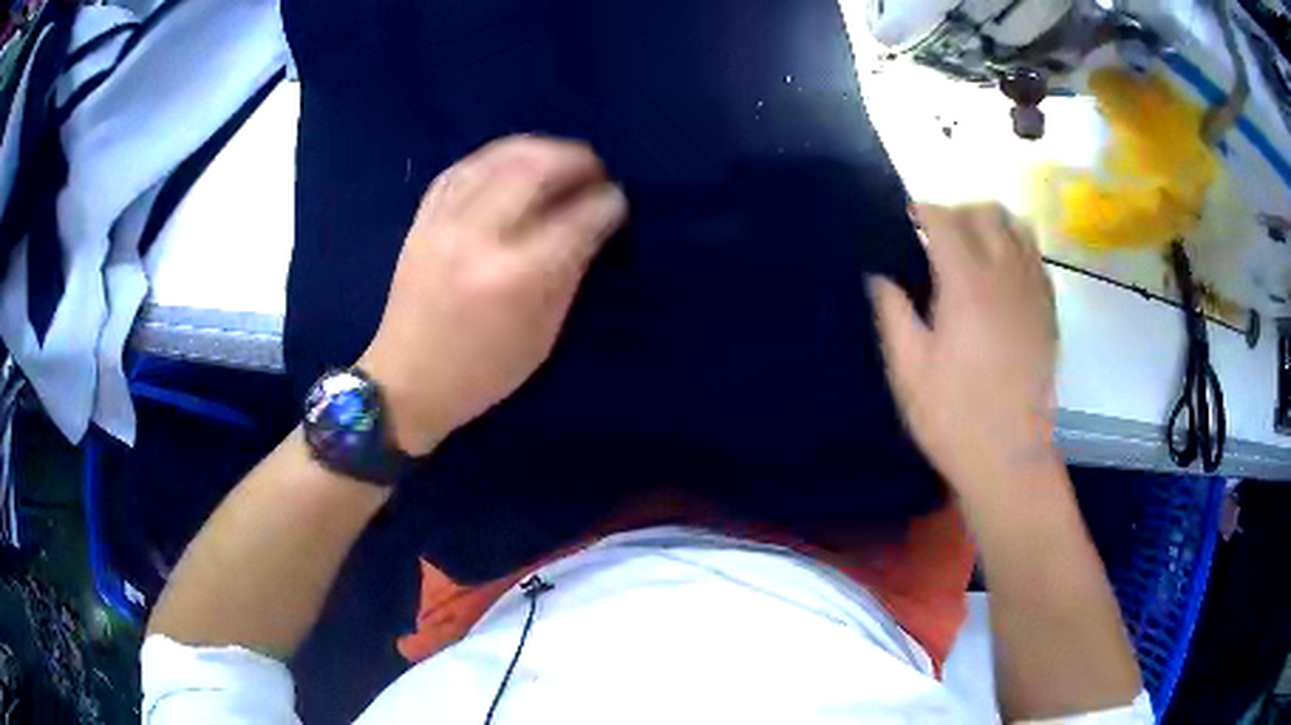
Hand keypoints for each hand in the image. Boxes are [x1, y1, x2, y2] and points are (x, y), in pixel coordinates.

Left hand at [360, 136, 626, 454]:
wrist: (407, 379)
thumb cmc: (482, 372)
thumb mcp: (542, 335)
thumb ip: (571, 272)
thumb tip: (594, 224)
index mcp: (517, 276)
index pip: (578, 218)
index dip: (607, 203)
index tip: (618, 200)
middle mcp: (480, 236)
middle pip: (538, 168)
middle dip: (577, 160)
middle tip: (594, 171)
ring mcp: (445, 221)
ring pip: (499, 157)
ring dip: (539, 148)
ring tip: (559, 159)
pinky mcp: (423, 218)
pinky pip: (463, 167)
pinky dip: (495, 157)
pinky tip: (512, 162)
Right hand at [869, 204, 1057, 496]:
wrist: (1010, 459)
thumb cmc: (954, 418)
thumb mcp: (908, 371)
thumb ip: (892, 314)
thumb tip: (879, 277)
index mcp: (966, 285)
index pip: (945, 220)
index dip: (923, 210)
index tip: (908, 217)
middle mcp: (1005, 275)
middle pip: (986, 213)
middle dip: (957, 212)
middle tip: (936, 236)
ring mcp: (1033, 292)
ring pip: (1018, 228)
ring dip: (992, 225)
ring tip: (973, 248)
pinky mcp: (1049, 312)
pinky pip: (1037, 259)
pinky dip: (1017, 250)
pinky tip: (1002, 276)